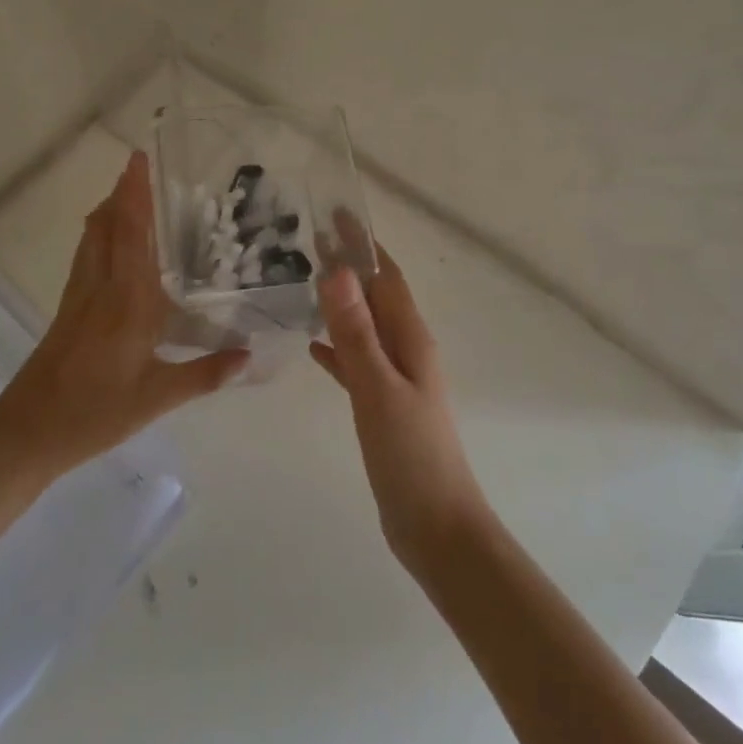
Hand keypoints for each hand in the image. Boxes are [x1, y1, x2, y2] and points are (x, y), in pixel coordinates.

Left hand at [0, 152, 247, 485]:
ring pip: (92, 238)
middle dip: (123, 191)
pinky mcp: (67, 309)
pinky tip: (105, 239)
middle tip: (138, 163)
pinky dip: (97, 233)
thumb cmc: (95, 413)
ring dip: (108, 208)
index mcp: (128, 301)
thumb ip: (205, 374)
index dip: (136, 194)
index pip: (132, 233)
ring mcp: (79, 296)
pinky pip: (85, 256)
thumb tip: (248, 356)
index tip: (140, 160)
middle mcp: (102, 287)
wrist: (27, 432)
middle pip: (109, 225)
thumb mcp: (156, 398)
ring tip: (125, 190)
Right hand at [310, 235, 491, 577]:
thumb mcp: (377, 389)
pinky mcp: (383, 405)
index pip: (385, 276)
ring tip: (305, 283)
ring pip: (365, 326)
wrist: (436, 528)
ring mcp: (396, 379)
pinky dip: (338, 347)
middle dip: (348, 266)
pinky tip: (315, 347)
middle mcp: (406, 350)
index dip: (362, 245)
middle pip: (375, 296)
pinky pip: (357, 362)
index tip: (335, 214)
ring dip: (341, 303)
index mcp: (411, 338)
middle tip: (307, 241)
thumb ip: (356, 331)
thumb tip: (337, 270)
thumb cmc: (411, 455)